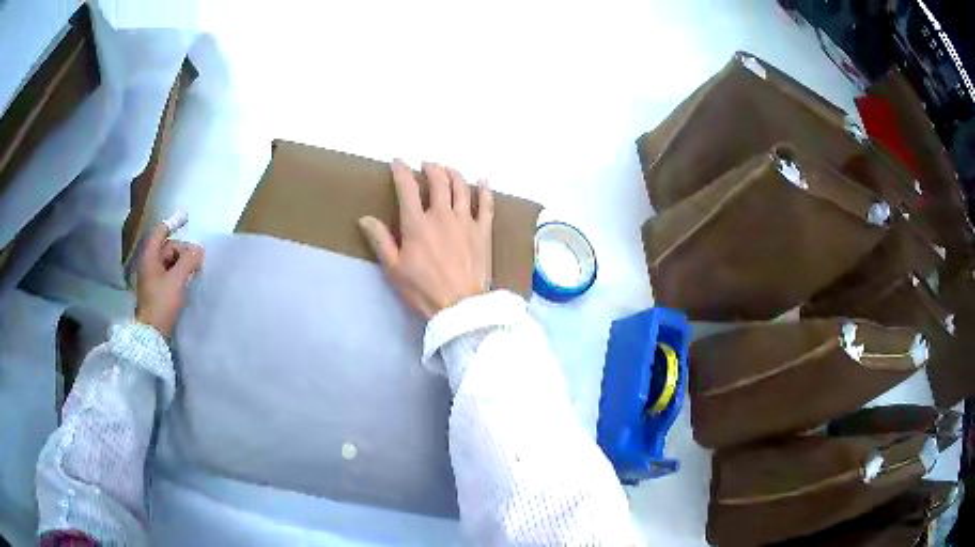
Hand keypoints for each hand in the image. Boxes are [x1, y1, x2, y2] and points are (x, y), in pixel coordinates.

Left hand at [135, 223, 203, 337]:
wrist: (152, 334)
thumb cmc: (161, 304)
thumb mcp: (177, 281)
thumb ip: (189, 261)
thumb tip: (199, 249)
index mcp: (149, 257)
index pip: (161, 231)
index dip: (173, 223)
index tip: (187, 220)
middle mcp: (149, 263)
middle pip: (168, 247)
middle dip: (183, 250)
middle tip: (197, 261)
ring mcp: (152, 277)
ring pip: (170, 261)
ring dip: (182, 263)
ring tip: (194, 273)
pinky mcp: (157, 290)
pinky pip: (169, 273)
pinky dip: (179, 273)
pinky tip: (187, 281)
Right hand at [358, 160, 492, 318]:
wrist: (459, 306)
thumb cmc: (423, 289)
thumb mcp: (393, 268)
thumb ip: (380, 240)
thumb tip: (365, 218)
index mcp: (417, 224)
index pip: (407, 188)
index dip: (401, 171)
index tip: (397, 162)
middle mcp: (442, 215)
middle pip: (439, 182)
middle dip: (431, 168)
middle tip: (427, 165)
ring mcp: (466, 221)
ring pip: (461, 188)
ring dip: (454, 174)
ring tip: (449, 169)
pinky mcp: (483, 231)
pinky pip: (486, 205)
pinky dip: (484, 190)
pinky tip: (483, 181)